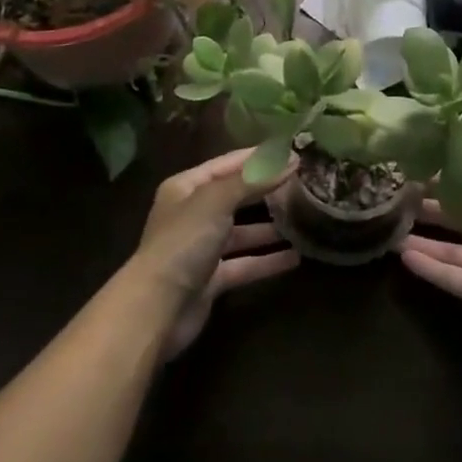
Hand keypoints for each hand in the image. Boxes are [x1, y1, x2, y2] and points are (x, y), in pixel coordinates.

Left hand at [130, 146, 300, 359]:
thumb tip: (291, 159)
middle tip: (303, 183)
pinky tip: (295, 258)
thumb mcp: (218, 200)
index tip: (293, 152)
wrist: (156, 309)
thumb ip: (254, 179)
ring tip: (304, 219)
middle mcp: (192, 214)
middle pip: (236, 197)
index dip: (259, 157)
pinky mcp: (211, 280)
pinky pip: (244, 264)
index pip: (228, 163)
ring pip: (242, 232)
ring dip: (270, 228)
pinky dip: (267, 261)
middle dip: (266, 191)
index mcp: (187, 188)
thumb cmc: (184, 242)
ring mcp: (201, 249)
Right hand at [398, 180, 461, 360]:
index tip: (408, 166)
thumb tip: (436, 164)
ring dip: (422, 236)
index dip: (440, 174)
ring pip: (449, 244)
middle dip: (428, 203)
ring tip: (389, 225)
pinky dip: (427, 266)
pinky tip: (401, 256)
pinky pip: (448, 274)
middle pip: (456, 211)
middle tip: (393, 196)